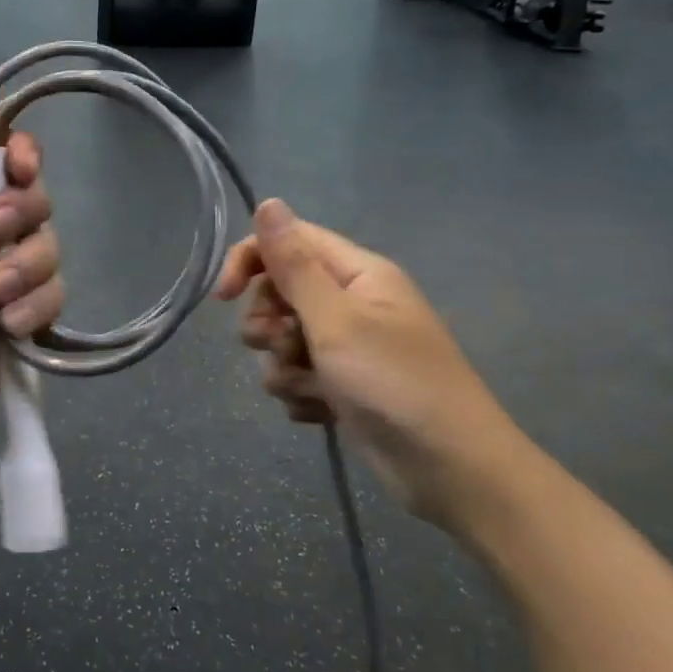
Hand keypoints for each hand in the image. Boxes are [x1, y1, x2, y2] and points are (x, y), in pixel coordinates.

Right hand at [215, 200, 517, 524]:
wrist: (449, 469)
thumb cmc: (394, 383)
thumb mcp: (336, 320)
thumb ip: (295, 265)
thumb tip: (268, 202)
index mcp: (357, 274)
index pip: (289, 242)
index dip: (250, 260)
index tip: (223, 297)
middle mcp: (351, 303)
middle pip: (279, 294)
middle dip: (268, 324)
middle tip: (283, 347)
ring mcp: (347, 348)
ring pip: (282, 341)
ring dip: (283, 367)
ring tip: (310, 388)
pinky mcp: (343, 387)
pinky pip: (298, 377)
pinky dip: (301, 394)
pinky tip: (321, 412)